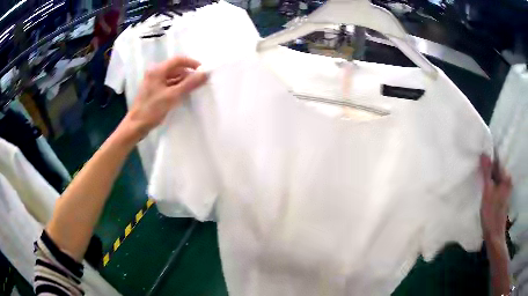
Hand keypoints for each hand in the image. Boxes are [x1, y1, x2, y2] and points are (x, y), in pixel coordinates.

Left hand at [120, 56, 206, 142]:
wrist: (136, 126)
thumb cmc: (152, 110)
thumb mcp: (172, 96)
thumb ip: (190, 84)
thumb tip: (206, 73)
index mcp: (158, 70)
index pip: (178, 60)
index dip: (192, 63)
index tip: (203, 71)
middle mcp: (154, 72)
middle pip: (175, 68)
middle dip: (188, 73)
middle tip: (199, 82)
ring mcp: (153, 81)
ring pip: (171, 76)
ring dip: (183, 80)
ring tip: (193, 89)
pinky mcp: (153, 90)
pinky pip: (167, 84)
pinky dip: (176, 86)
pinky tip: (183, 94)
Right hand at [480, 154, 512, 241]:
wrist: (494, 235)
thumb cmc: (491, 213)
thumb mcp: (487, 192)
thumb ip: (486, 172)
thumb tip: (483, 153)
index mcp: (506, 176)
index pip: (497, 161)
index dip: (488, 159)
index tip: (479, 158)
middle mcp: (508, 180)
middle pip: (497, 169)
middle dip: (488, 170)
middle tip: (478, 170)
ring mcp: (506, 189)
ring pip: (496, 178)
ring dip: (489, 178)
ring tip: (481, 181)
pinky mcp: (503, 196)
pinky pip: (496, 185)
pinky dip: (491, 186)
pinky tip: (485, 191)